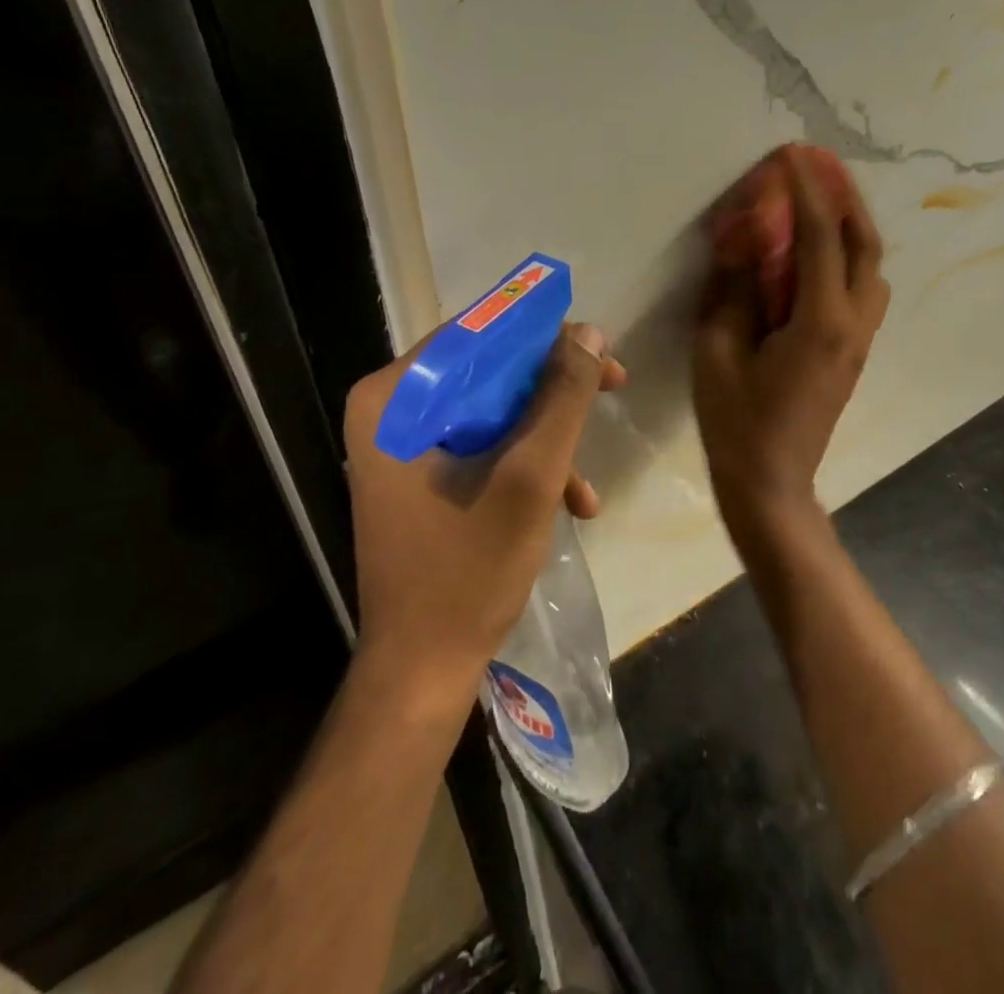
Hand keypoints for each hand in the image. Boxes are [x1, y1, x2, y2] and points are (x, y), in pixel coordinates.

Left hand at [343, 324, 626, 705]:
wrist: (422, 669)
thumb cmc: (468, 570)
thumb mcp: (530, 476)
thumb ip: (563, 399)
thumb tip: (591, 334)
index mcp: (394, 399)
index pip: (476, 333)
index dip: (543, 334)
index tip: (598, 350)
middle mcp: (390, 411)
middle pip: (488, 369)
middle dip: (554, 389)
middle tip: (613, 388)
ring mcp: (403, 446)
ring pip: (492, 409)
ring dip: (547, 436)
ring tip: (587, 482)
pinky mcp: (420, 476)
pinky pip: (482, 445)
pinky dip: (525, 465)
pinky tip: (570, 504)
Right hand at [694, 148, 889, 547]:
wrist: (772, 484)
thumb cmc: (737, 422)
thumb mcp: (717, 352)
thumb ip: (732, 291)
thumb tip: (742, 242)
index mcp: (820, 321)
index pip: (819, 238)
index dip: (806, 192)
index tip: (793, 156)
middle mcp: (853, 323)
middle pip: (864, 244)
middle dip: (845, 197)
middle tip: (821, 165)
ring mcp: (860, 340)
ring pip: (871, 267)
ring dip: (852, 226)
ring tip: (824, 200)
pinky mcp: (854, 352)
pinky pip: (862, 289)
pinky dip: (848, 256)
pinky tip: (820, 252)